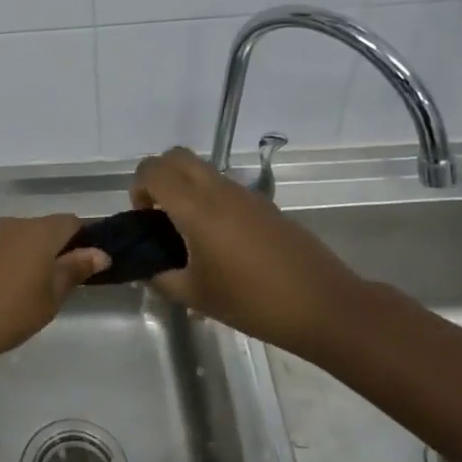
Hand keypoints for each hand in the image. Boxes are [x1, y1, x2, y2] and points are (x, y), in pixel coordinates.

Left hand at [0, 215, 109, 367]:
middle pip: (44, 228)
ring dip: (30, 256)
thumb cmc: (4, 313)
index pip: (72, 222)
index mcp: (38, 231)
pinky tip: (3, 290)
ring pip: (19, 238)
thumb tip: (100, 252)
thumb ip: (73, 270)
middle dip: (57, 250)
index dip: (85, 240)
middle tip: (63, 285)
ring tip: (33, 291)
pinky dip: (7, 262)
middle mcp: (12, 223)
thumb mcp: (48, 298)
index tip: (90, 266)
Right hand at [131, 147, 372, 356]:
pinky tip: (220, 242)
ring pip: (202, 169)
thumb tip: (147, 267)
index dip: (138, 189)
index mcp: (196, 207)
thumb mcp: (195, 296)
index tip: (145, 221)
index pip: (153, 170)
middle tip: (160, 215)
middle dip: (158, 177)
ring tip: (188, 233)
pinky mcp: (264, 205)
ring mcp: (245, 194)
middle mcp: (218, 190)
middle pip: (176, 156)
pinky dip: (209, 199)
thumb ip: (161, 277)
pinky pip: (224, 187)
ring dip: (185, 187)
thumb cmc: (253, 301)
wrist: (324, 306)